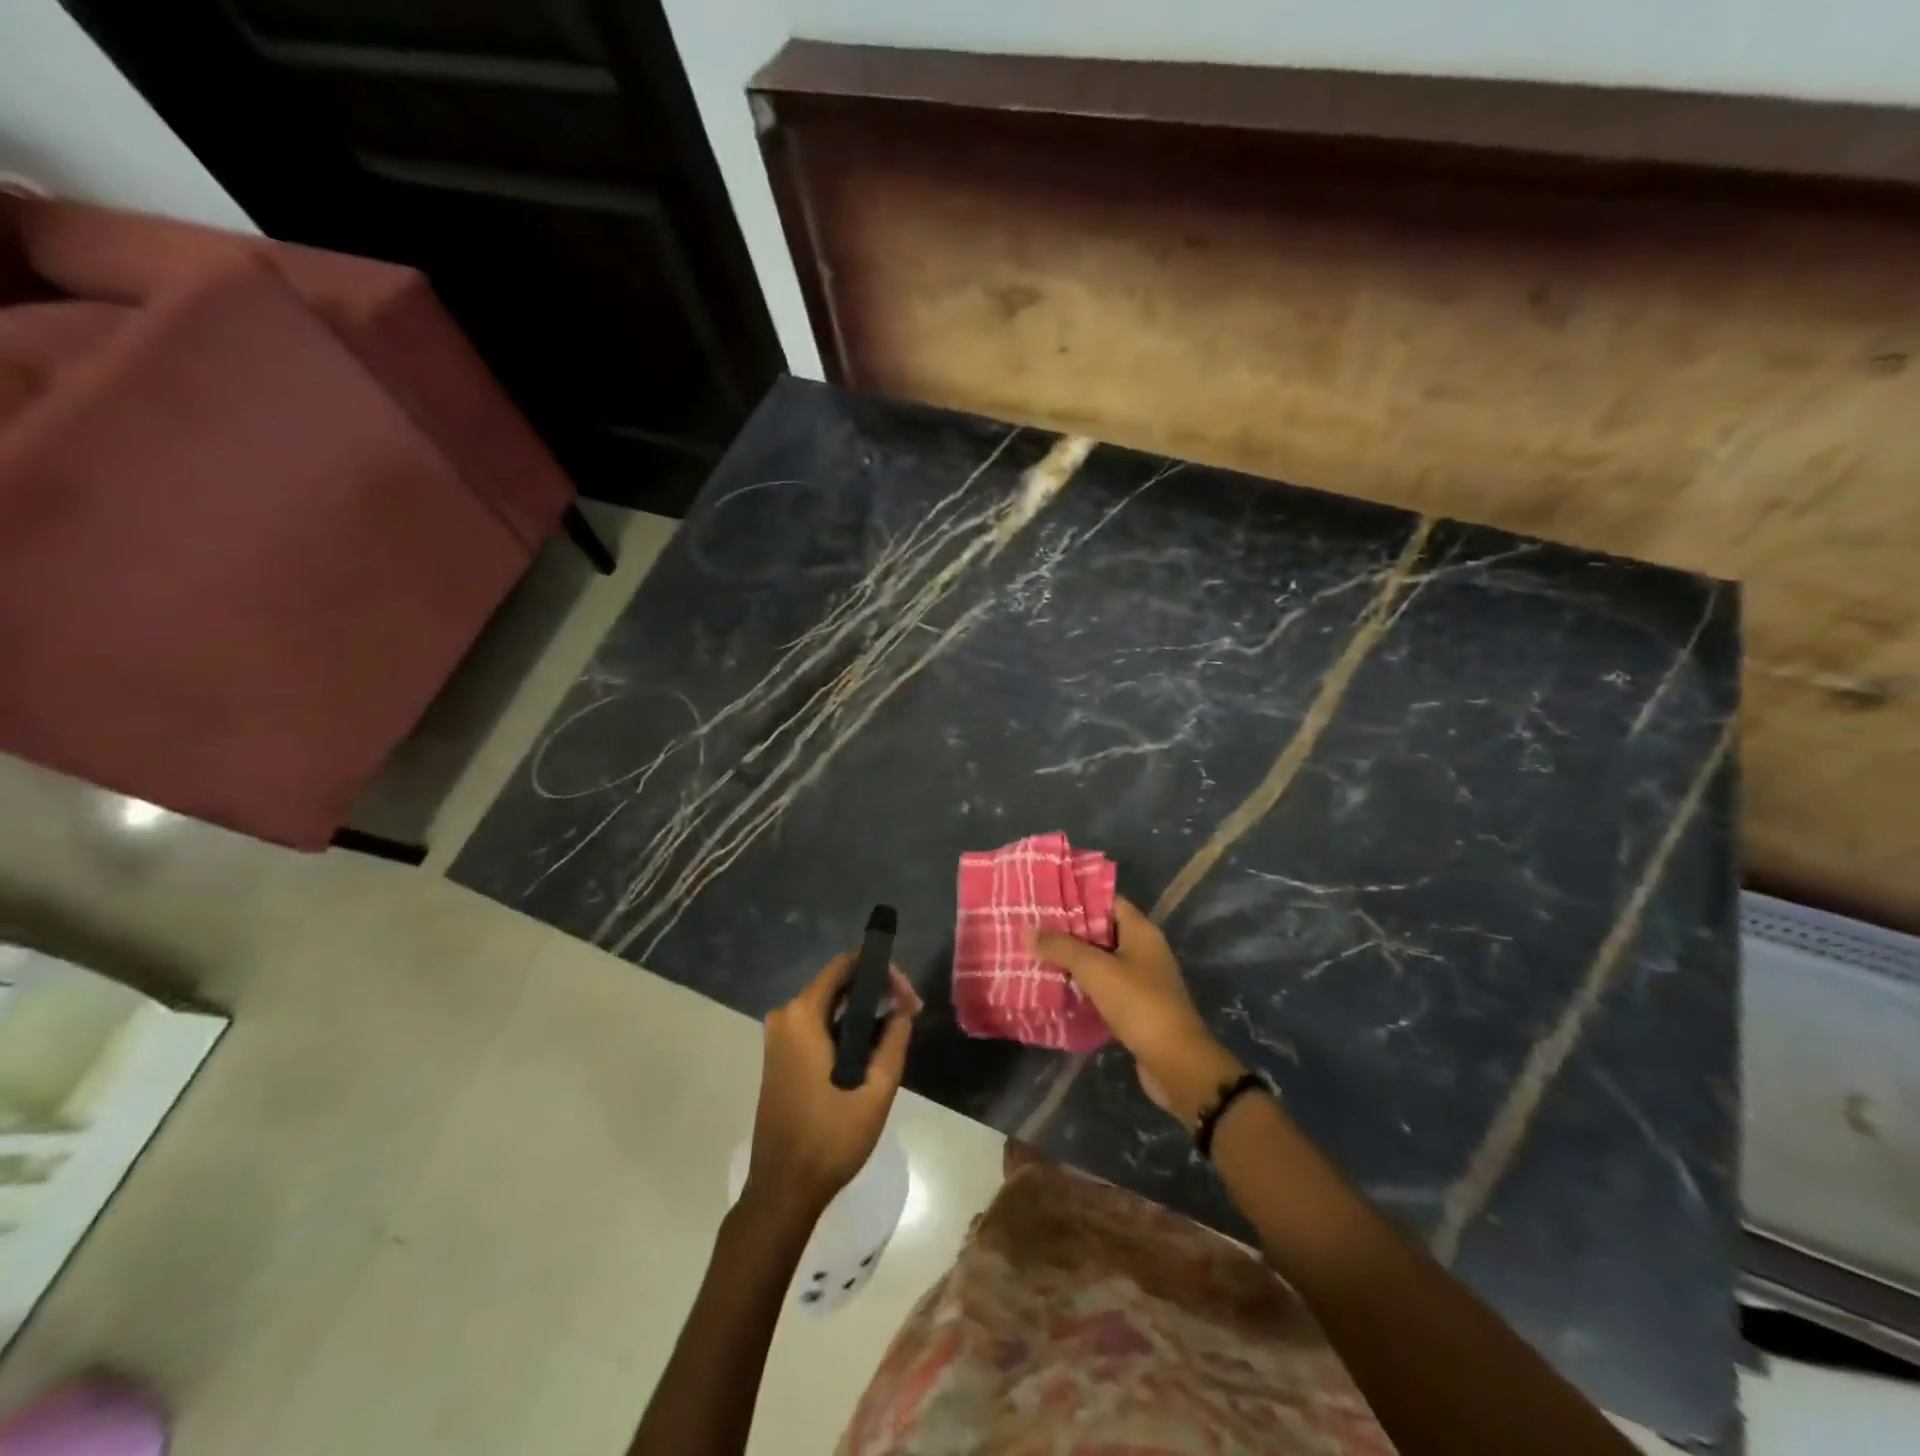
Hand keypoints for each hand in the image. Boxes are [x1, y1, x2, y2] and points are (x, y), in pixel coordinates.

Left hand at [746, 954, 920, 1216]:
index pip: (844, 966)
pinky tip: (870, 1049)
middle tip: (910, 1014)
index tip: (907, 996)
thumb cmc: (829, 1140)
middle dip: (875, 992)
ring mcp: (778, 1038)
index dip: (880, 971)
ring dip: (862, 1013)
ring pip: (829, 1006)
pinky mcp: (780, 1057)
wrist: (783, 1190)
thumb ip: (893, 1042)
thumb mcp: (875, 1091)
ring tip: (897, 1031)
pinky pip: (817, 1026)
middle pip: (837, 984)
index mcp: (802, 1017)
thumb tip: (903, 1010)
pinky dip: (844, 1029)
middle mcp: (785, 1017)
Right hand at [1034, 897, 1244, 1128]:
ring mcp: (1142, 980)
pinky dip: (1082, 986)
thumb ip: (1061, 947)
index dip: (1077, 897)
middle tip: (1033, 928)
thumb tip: (1028, 931)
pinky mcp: (1136, 1007)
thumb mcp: (1095, 969)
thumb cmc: (1138, 1003)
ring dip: (1073, 960)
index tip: (1045, 899)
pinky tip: (1056, 987)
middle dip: (1069, 931)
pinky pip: (1104, 987)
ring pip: (1101, 961)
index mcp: (1141, 931)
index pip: (1107, 901)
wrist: (1174, 1061)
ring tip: (1036, 955)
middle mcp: (1144, 950)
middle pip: (1101, 930)